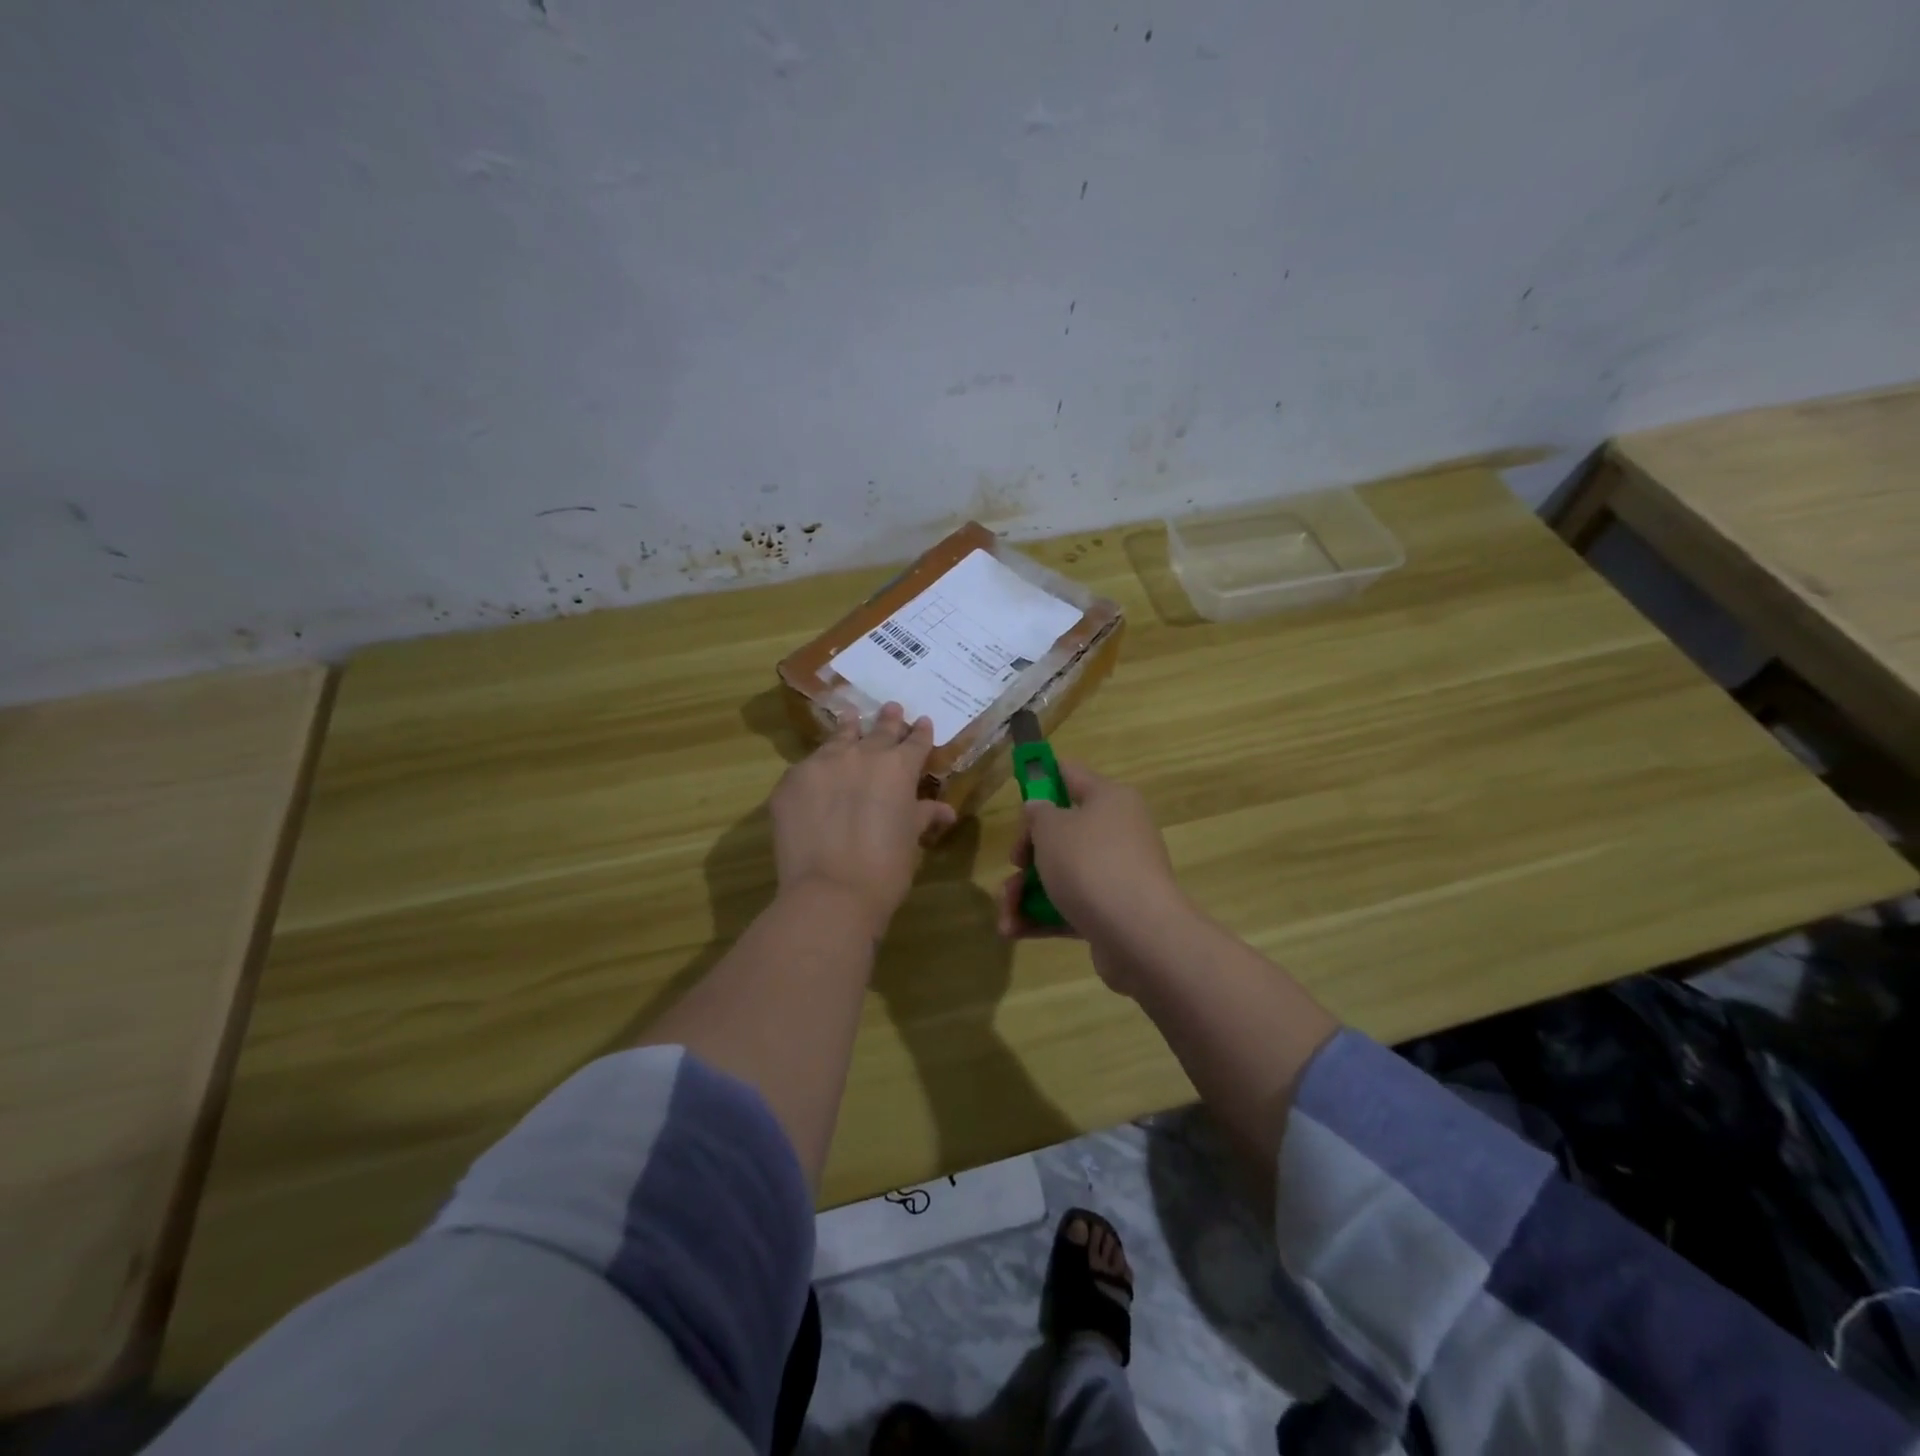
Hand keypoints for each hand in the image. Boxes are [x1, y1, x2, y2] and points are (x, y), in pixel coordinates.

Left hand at [771, 701, 958, 936]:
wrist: (832, 891)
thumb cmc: (886, 868)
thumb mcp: (911, 838)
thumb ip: (924, 815)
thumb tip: (945, 810)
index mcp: (898, 767)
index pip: (914, 742)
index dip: (920, 733)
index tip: (922, 722)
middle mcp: (861, 755)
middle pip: (878, 731)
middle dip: (888, 721)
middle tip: (891, 708)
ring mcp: (821, 764)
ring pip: (838, 739)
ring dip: (848, 729)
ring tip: (850, 717)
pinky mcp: (790, 782)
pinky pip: (807, 767)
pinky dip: (817, 769)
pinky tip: (817, 773)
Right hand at [995, 760, 1191, 988]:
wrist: (1139, 934)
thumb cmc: (1090, 864)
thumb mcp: (1051, 829)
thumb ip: (1038, 814)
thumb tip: (1040, 810)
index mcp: (1109, 799)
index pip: (1071, 774)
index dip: (1041, 776)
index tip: (1016, 789)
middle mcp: (1118, 832)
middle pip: (1062, 832)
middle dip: (1027, 852)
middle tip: (1014, 863)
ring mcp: (1117, 874)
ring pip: (1062, 874)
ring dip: (1026, 892)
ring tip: (1006, 912)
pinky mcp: (1112, 912)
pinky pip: (1070, 906)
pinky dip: (1042, 916)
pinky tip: (1013, 930)